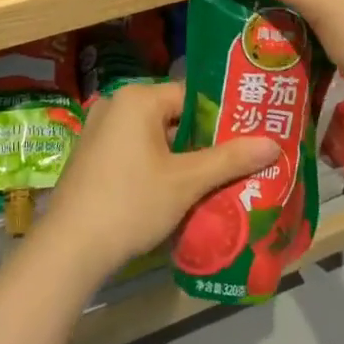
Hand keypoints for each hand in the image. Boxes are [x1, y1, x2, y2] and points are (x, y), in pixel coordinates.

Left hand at [38, 81, 277, 278]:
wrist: (69, 248)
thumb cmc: (131, 204)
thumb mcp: (186, 182)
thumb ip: (229, 159)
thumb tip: (274, 143)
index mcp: (138, 98)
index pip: (191, 95)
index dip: (221, 117)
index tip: (246, 136)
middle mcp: (116, 104)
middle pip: (172, 115)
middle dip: (202, 140)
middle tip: (236, 161)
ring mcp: (99, 130)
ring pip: (154, 136)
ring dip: (180, 156)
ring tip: (214, 179)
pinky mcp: (91, 155)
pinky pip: (134, 150)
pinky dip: (156, 165)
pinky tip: (176, 191)